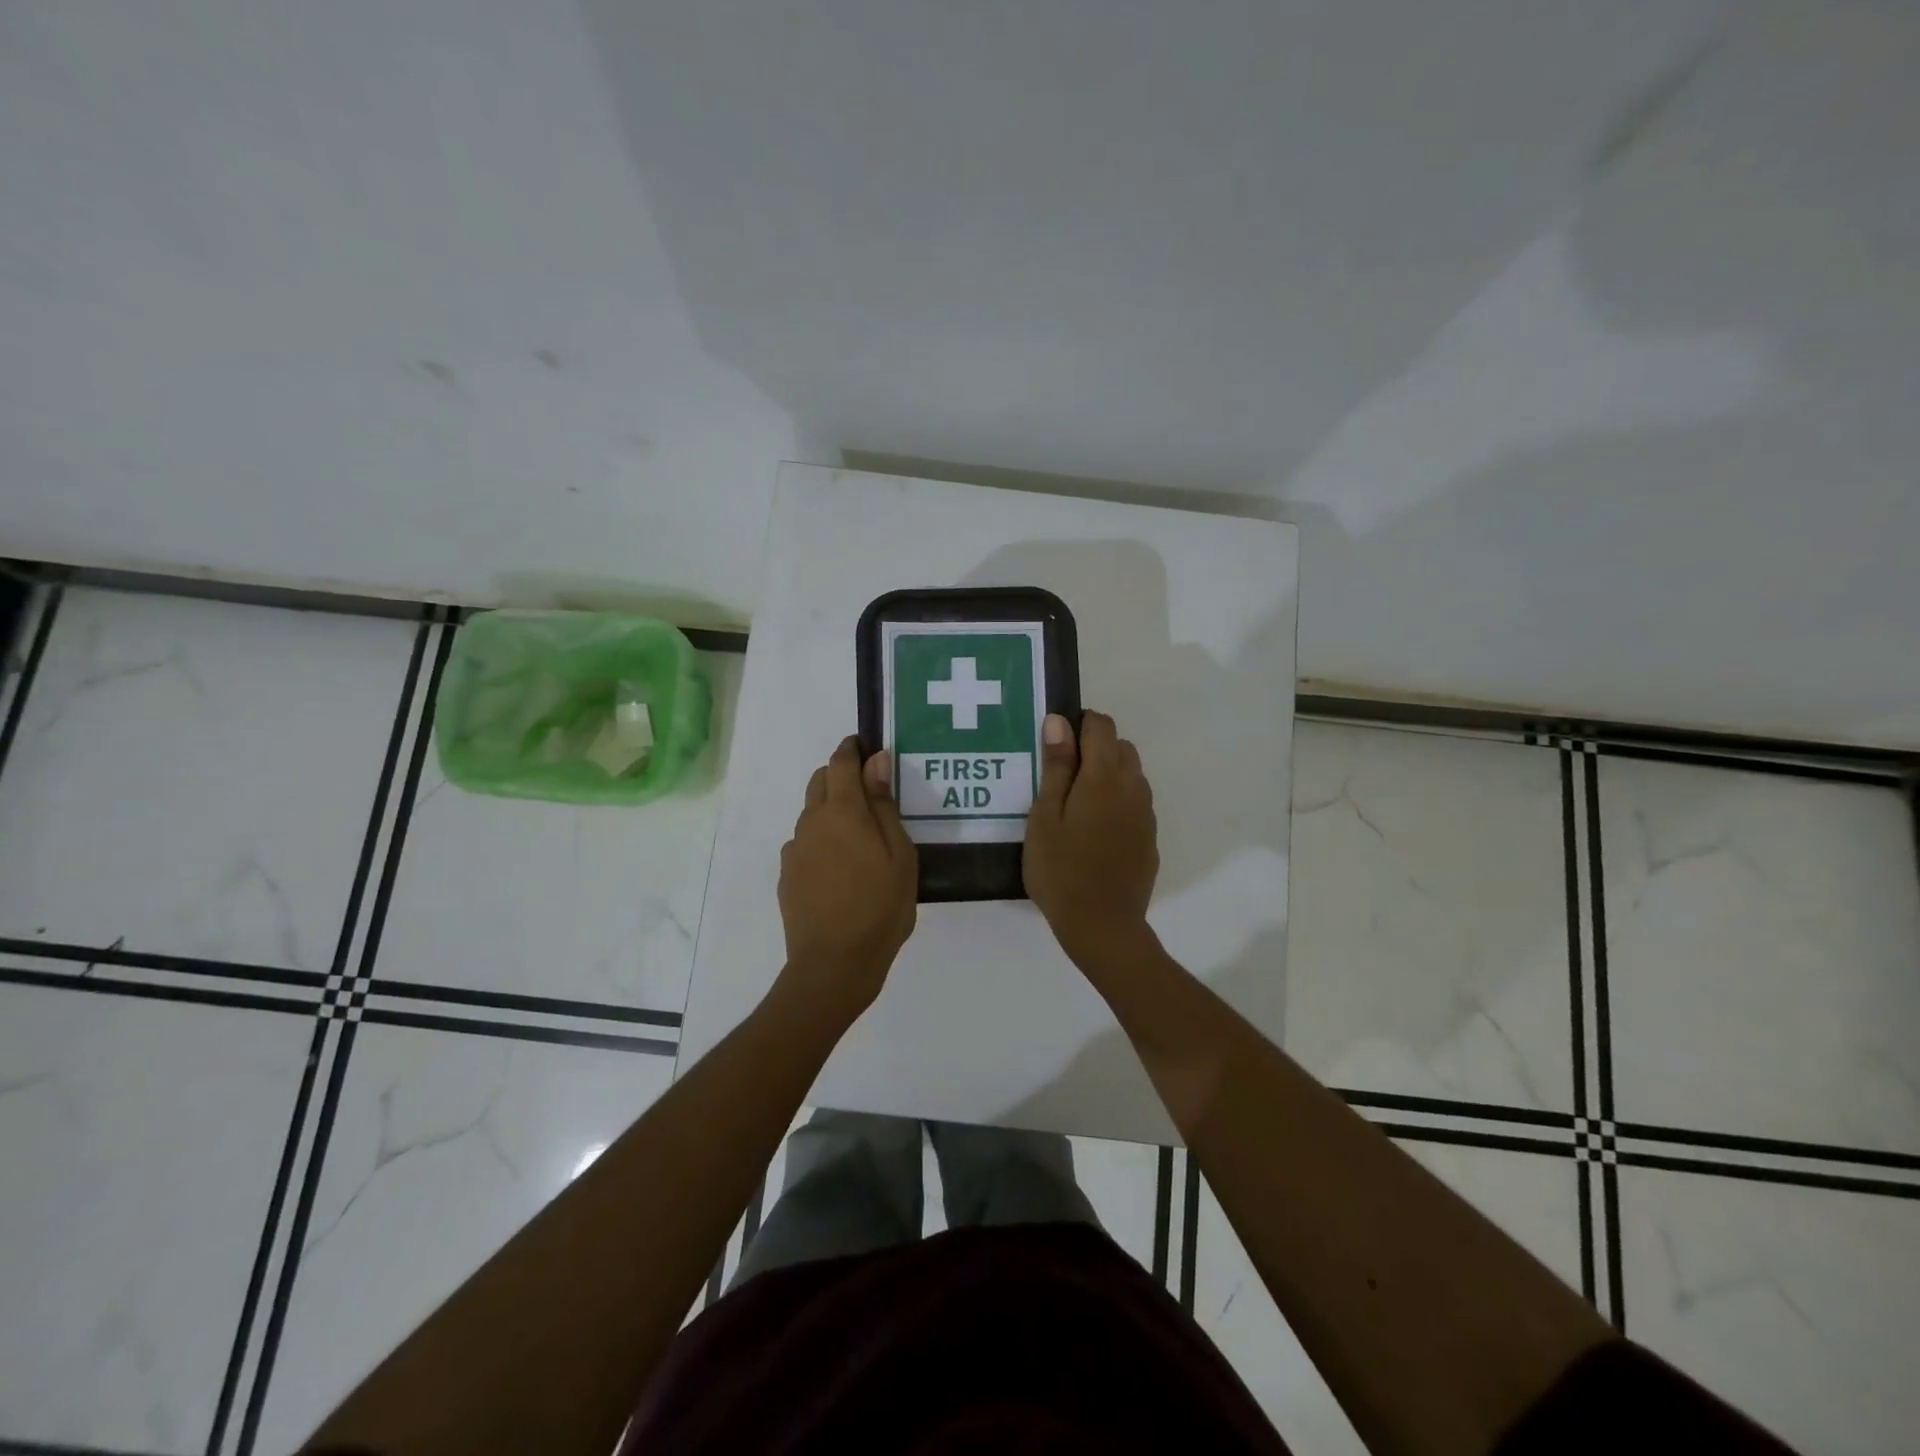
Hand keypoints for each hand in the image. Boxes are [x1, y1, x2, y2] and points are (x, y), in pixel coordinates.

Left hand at [776, 736, 917, 1022]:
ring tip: (859, 835)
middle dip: (840, 774)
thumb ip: (884, 805)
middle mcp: (812, 823)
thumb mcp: (899, 855)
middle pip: (820, 781)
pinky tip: (841, 866)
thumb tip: (877, 761)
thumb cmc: (880, 907)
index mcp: (843, 812)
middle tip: (869, 790)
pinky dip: (822, 839)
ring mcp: (795, 850)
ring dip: (831, 808)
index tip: (866, 744)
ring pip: (811, 813)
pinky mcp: (787, 875)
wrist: (834, 964)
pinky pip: (805, 843)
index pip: (841, 763)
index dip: (852, 748)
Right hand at [1023, 711, 1158, 974]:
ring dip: (1108, 774)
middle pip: (1120, 746)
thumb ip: (1056, 766)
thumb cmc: (1061, 870)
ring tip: (1075, 805)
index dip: (1078, 724)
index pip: (1101, 725)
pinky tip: (1094, 831)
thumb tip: (1060, 721)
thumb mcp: (1045, 817)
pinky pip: (1135, 802)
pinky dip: (1117, 800)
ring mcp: (1145, 814)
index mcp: (1104, 777)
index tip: (1055, 745)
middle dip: (1094, 748)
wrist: (1103, 926)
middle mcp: (1133, 787)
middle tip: (1060, 778)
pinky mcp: (1150, 837)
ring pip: (1131, 774)